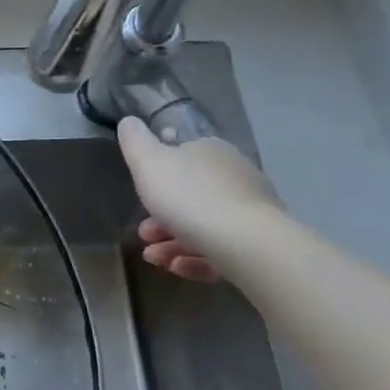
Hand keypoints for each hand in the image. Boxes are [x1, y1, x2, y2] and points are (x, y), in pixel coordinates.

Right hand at [116, 118, 284, 282]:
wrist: (246, 243)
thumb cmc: (189, 197)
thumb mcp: (148, 163)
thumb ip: (134, 141)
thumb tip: (128, 121)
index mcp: (211, 151)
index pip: (181, 157)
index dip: (156, 179)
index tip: (139, 198)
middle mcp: (235, 175)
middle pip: (191, 195)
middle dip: (161, 218)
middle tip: (144, 235)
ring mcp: (251, 210)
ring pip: (205, 225)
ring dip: (173, 243)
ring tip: (155, 259)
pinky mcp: (260, 243)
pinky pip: (221, 249)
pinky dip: (197, 259)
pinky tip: (178, 268)